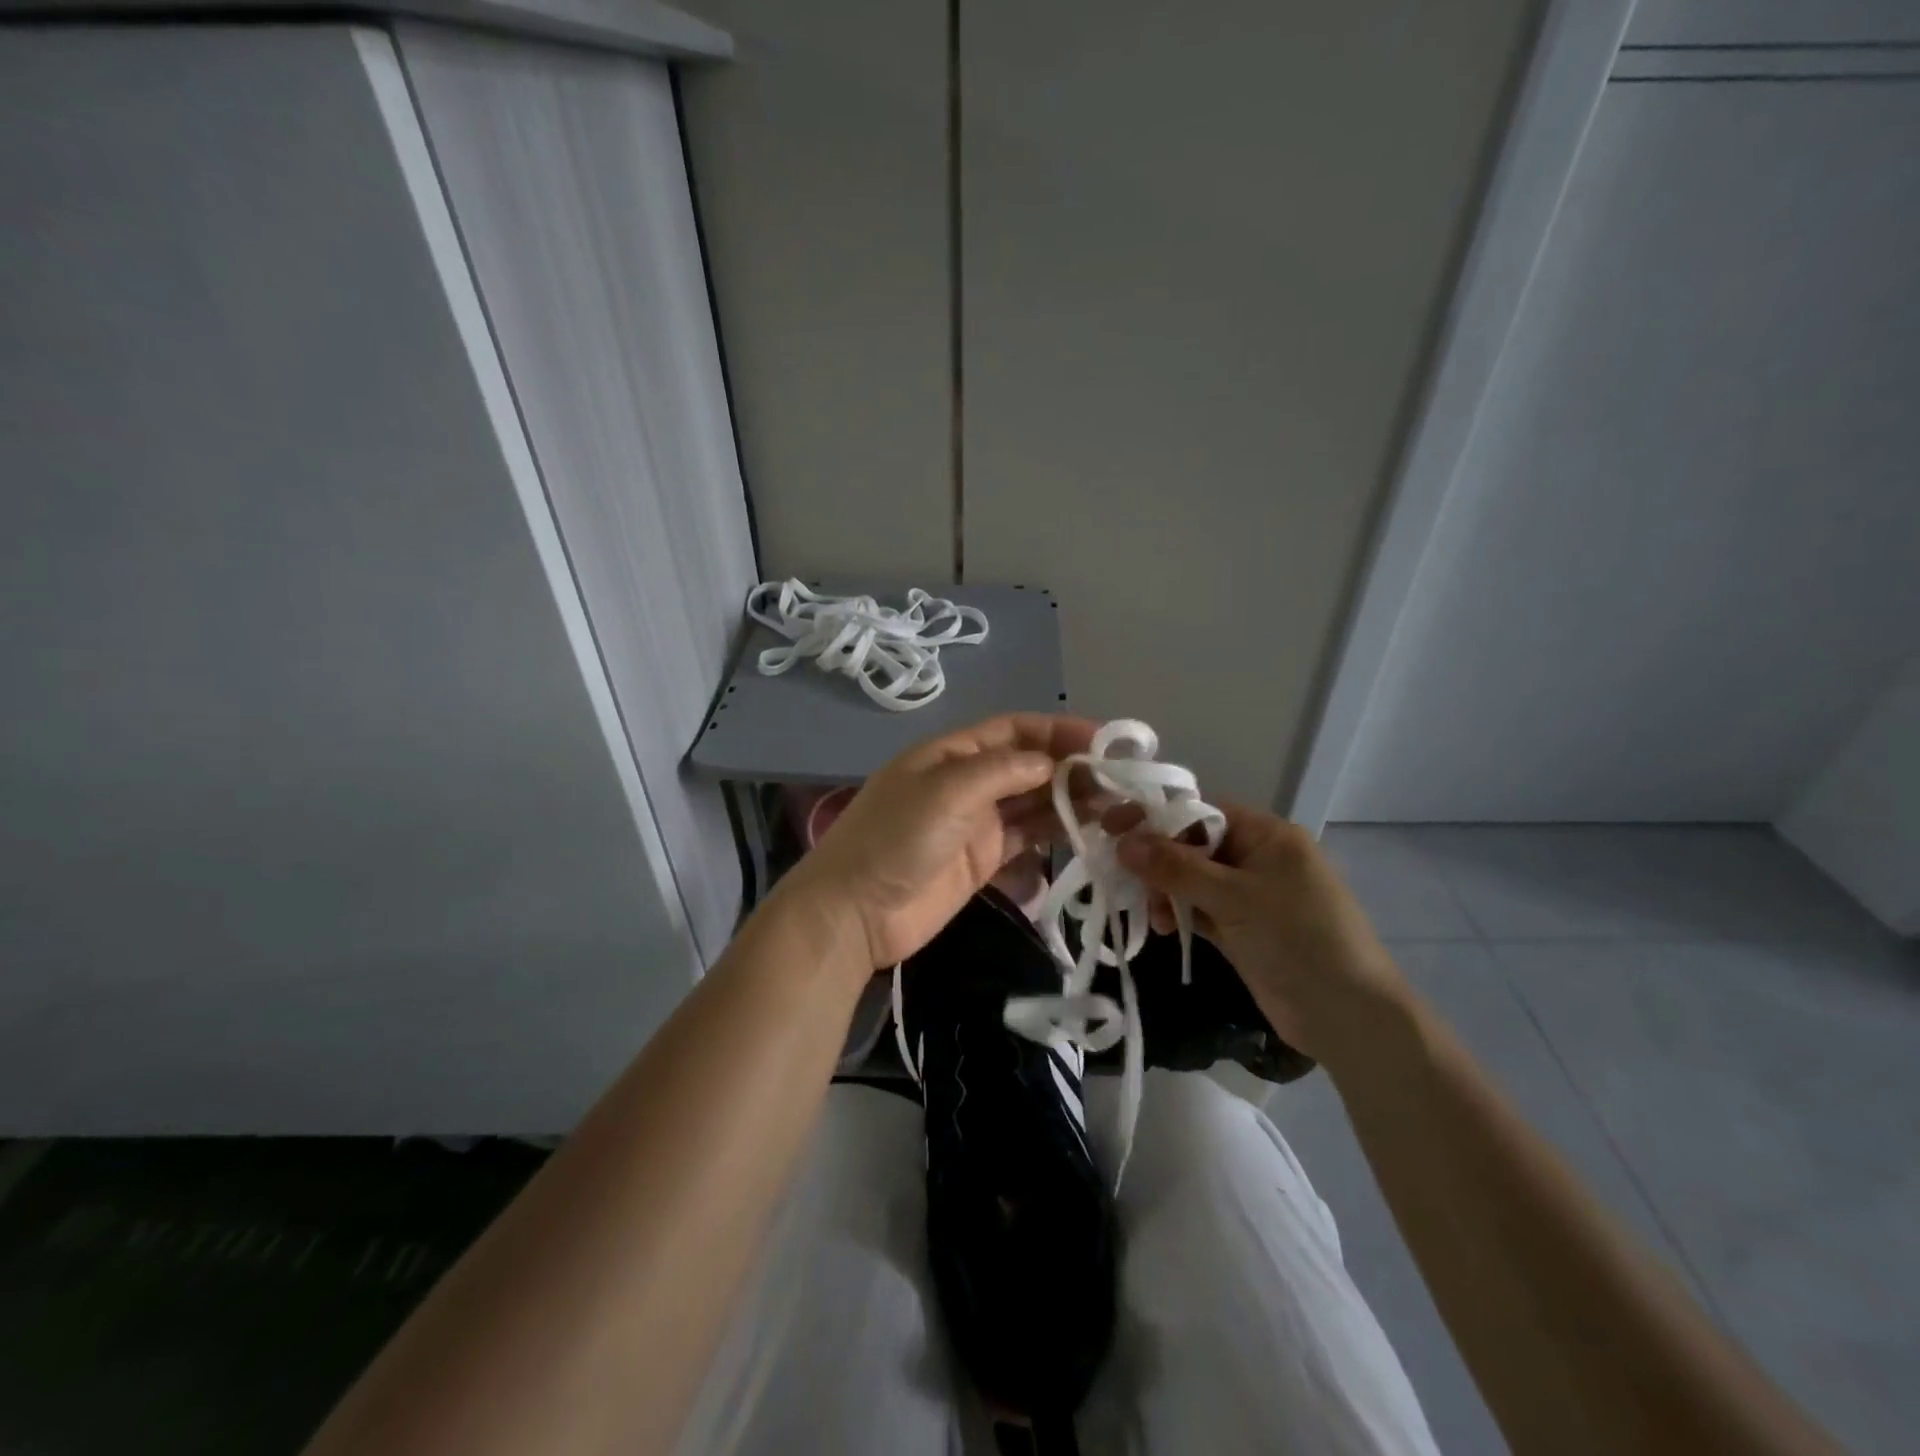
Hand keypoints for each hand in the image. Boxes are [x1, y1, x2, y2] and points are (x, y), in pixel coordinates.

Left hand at [784, 714, 1098, 970]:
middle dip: (1071, 765)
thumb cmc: (896, 839)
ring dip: (1070, 798)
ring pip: (1031, 801)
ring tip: (1116, 802)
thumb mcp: (946, 791)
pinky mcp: (982, 859)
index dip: (1057, 729)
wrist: (856, 912)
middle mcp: (966, 782)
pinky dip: (1054, 830)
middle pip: (1027, 764)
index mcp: (951, 754)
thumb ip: (1002, 771)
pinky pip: (1025, 836)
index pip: (1013, 730)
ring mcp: (975, 822)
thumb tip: (1051, 763)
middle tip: (1120, 778)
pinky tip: (1088, 829)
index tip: (1105, 739)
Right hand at [1112, 802, 1409, 1066]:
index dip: (1155, 818)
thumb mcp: (1234, 898)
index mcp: (1266, 835)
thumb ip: (1176, 868)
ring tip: (1151, 916)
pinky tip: (1161, 928)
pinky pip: (1199, 909)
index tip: (1113, 828)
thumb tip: (1124, 842)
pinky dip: (1178, 915)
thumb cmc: (1297, 939)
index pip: (1201, 812)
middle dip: (1157, 860)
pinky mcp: (1242, 928)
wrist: (1348, 1016)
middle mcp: (1257, 858)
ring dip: (1165, 892)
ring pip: (1192, 880)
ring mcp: (1250, 895)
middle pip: (1192, 845)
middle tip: (1120, 876)